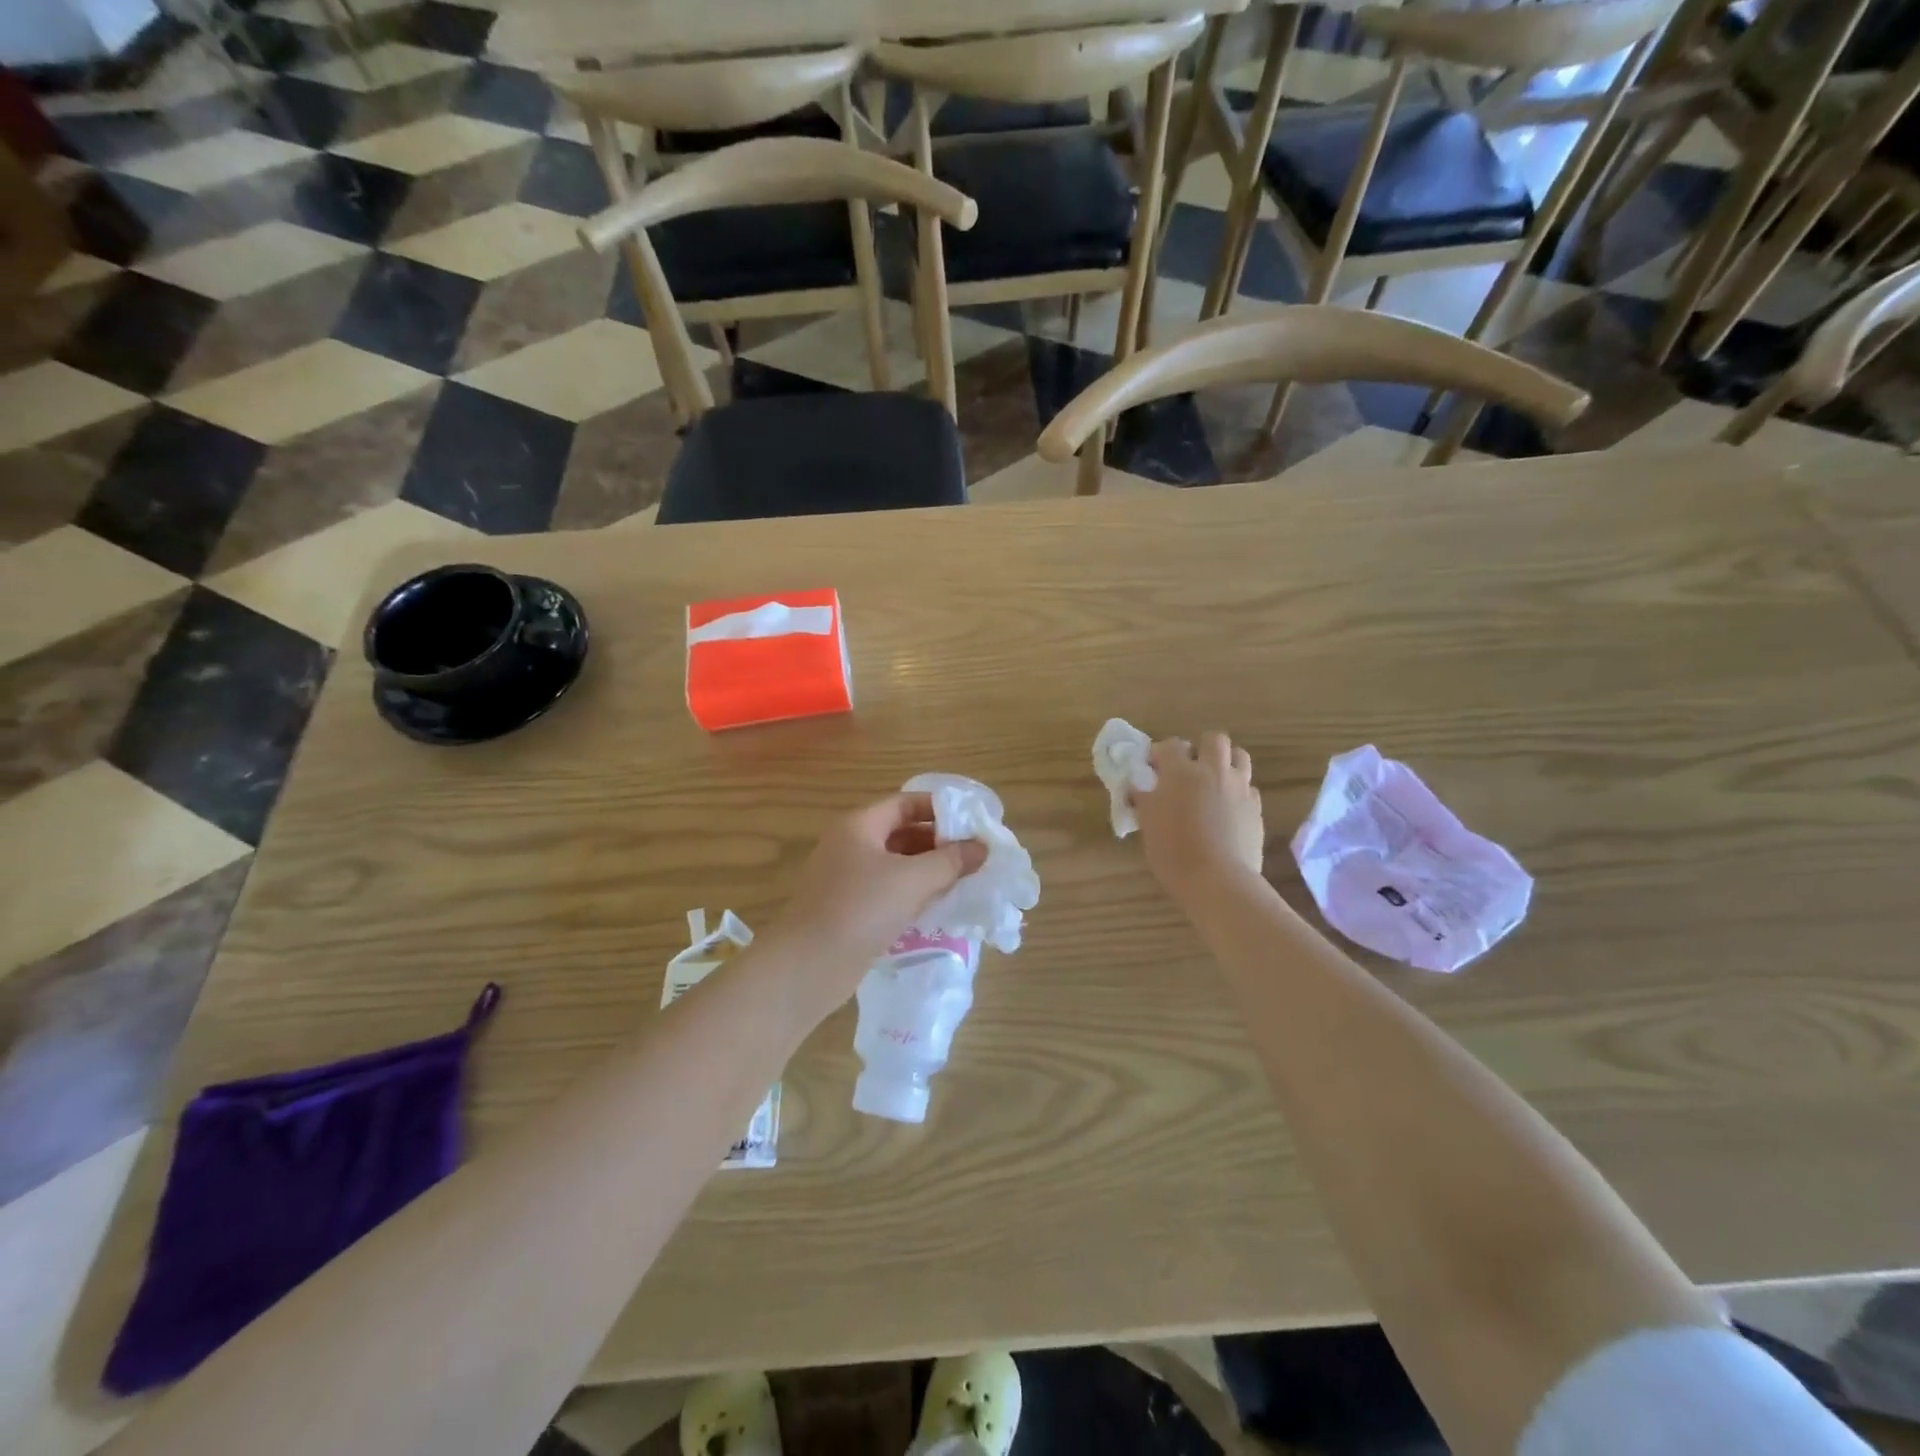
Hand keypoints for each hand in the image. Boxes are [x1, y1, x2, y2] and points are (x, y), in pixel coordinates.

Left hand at [762, 793, 986, 1008]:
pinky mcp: (849, 908)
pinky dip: (913, 892)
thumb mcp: (913, 881)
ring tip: (965, 879)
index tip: (972, 823)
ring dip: (929, 869)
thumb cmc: (861, 910)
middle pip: (902, 832)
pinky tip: (939, 905)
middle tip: (975, 856)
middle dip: (939, 842)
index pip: (906, 803)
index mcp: (860, 825)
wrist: (808, 967)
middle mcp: (850, 844)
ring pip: (897, 864)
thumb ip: (951, 861)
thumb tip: (981, 848)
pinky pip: (888, 890)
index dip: (940, 809)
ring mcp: (847, 878)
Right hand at [1132, 732, 1265, 902]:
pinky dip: (1237, 791)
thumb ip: (1144, 800)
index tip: (1153, 768)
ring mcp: (1240, 788)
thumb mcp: (1148, 824)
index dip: (1161, 753)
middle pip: (1214, 739)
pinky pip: (1249, 787)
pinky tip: (1227, 810)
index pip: (1171, 745)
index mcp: (1182, 772)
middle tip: (1189, 769)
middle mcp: (1214, 771)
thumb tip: (1139, 788)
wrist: (1218, 881)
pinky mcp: (1256, 808)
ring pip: (1239, 757)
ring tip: (1213, 782)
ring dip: (1225, 762)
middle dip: (1201, 748)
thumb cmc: (1174, 852)